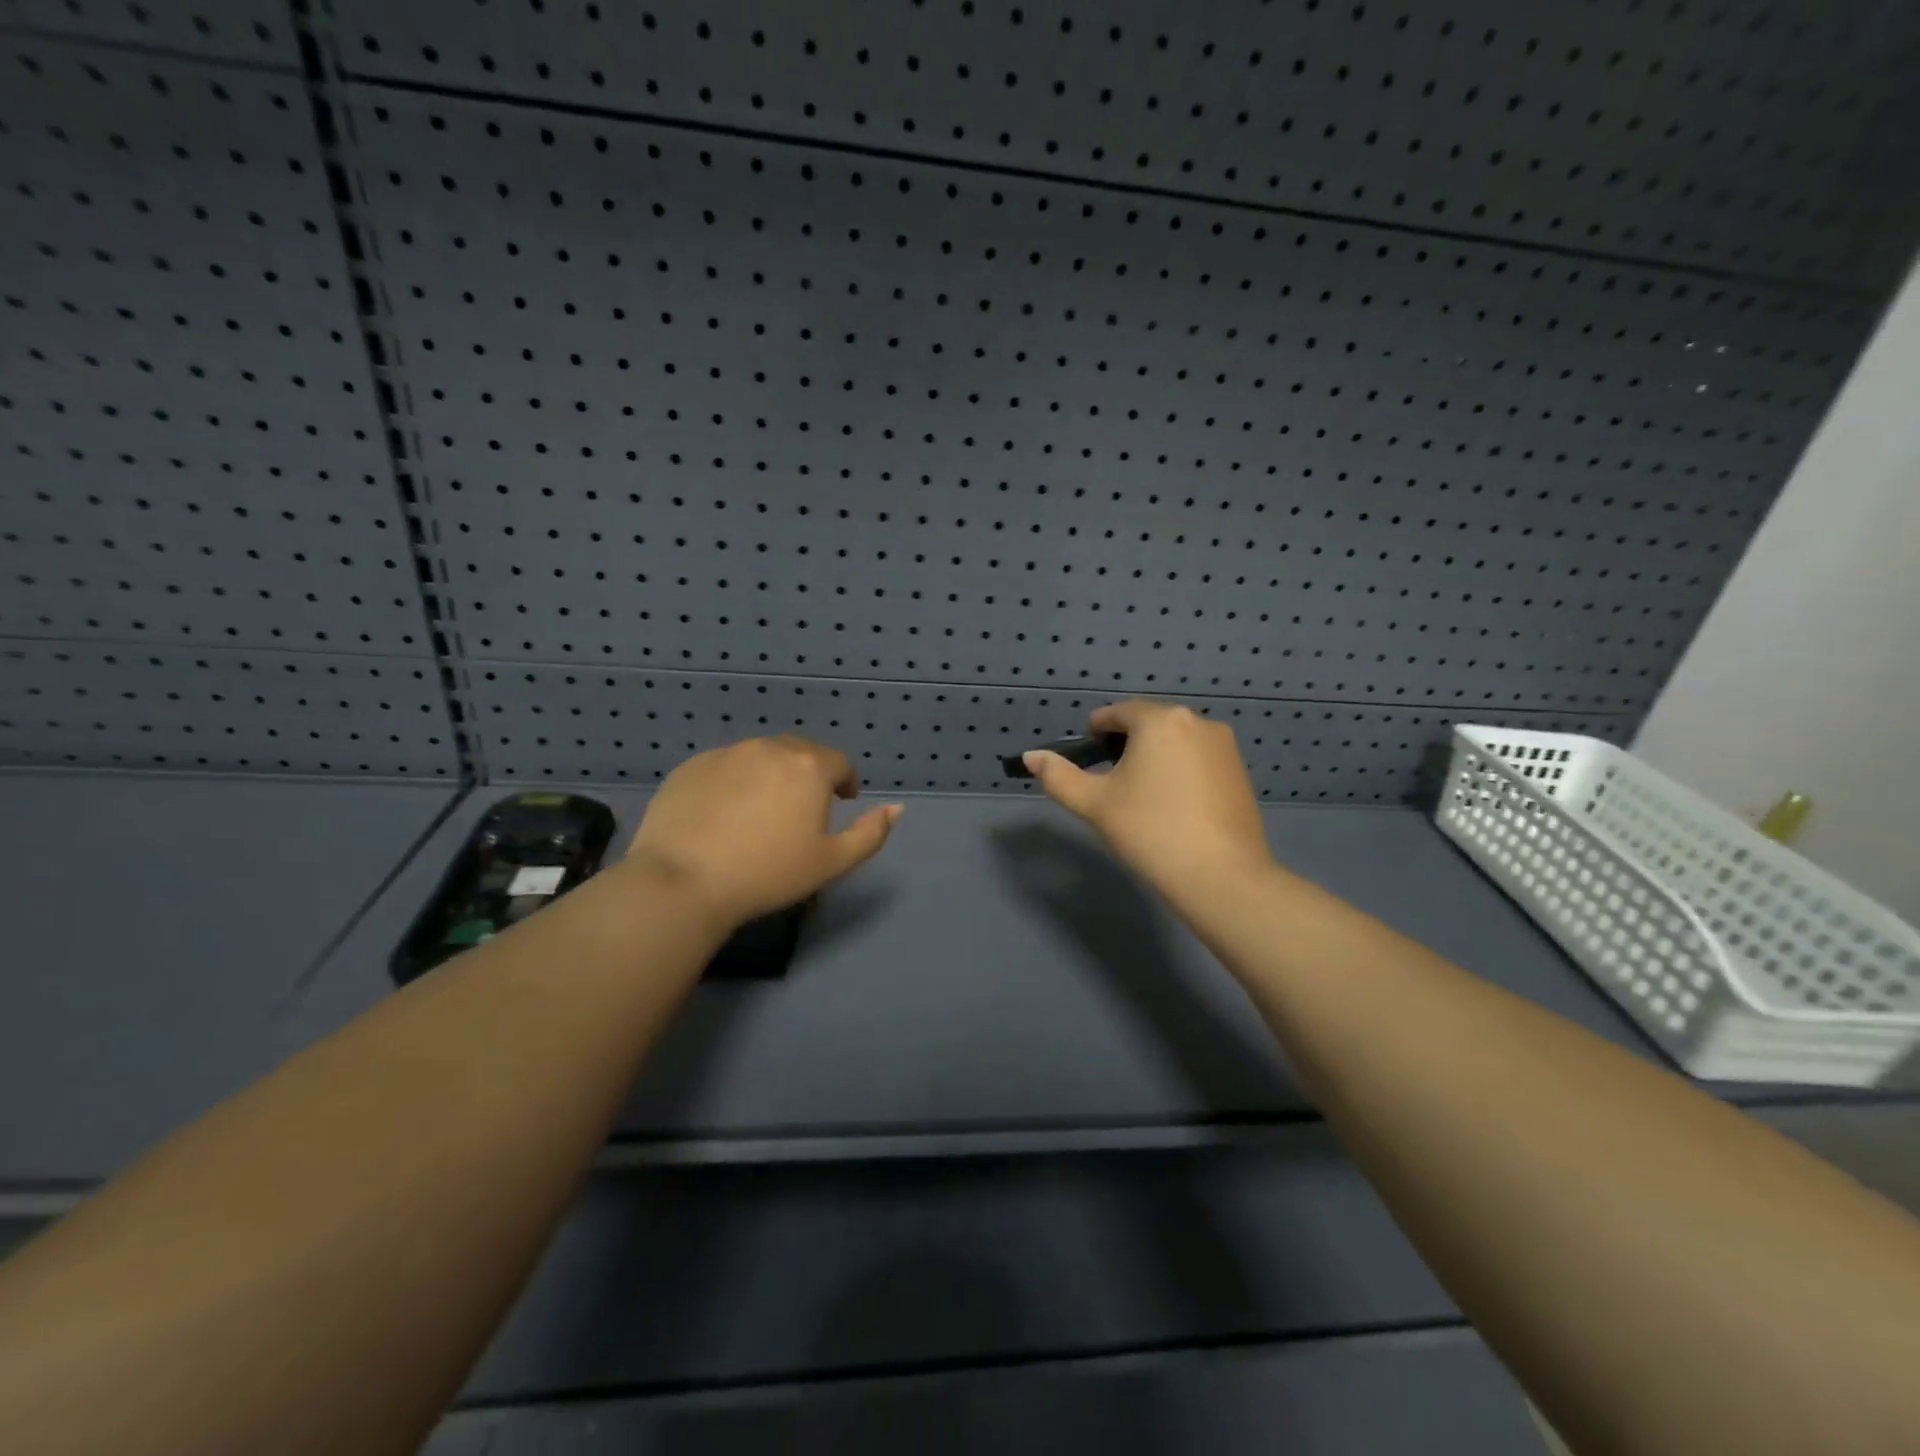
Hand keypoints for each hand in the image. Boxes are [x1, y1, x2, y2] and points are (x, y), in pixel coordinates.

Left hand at [622, 736, 900, 929]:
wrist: (684, 881)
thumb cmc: (768, 874)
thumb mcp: (832, 863)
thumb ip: (871, 833)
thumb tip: (897, 808)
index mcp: (809, 766)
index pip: (839, 762)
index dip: (845, 781)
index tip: (841, 802)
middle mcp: (769, 748)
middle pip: (800, 752)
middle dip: (809, 773)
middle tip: (803, 807)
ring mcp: (726, 753)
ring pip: (761, 755)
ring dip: (772, 773)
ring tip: (763, 808)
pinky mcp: (691, 766)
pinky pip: (725, 766)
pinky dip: (735, 780)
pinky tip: (725, 813)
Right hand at [1022, 701, 1271, 900]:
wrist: (1220, 875)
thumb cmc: (1150, 831)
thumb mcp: (1094, 803)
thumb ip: (1058, 775)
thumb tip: (1030, 755)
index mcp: (1159, 720)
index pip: (1118, 713)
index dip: (1096, 731)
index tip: (1086, 755)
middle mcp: (1196, 721)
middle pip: (1149, 724)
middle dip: (1126, 744)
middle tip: (1110, 780)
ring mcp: (1223, 745)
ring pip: (1175, 741)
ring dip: (1154, 756)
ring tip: (1141, 794)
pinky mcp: (1239, 770)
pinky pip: (1198, 758)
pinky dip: (1180, 770)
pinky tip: (1172, 804)